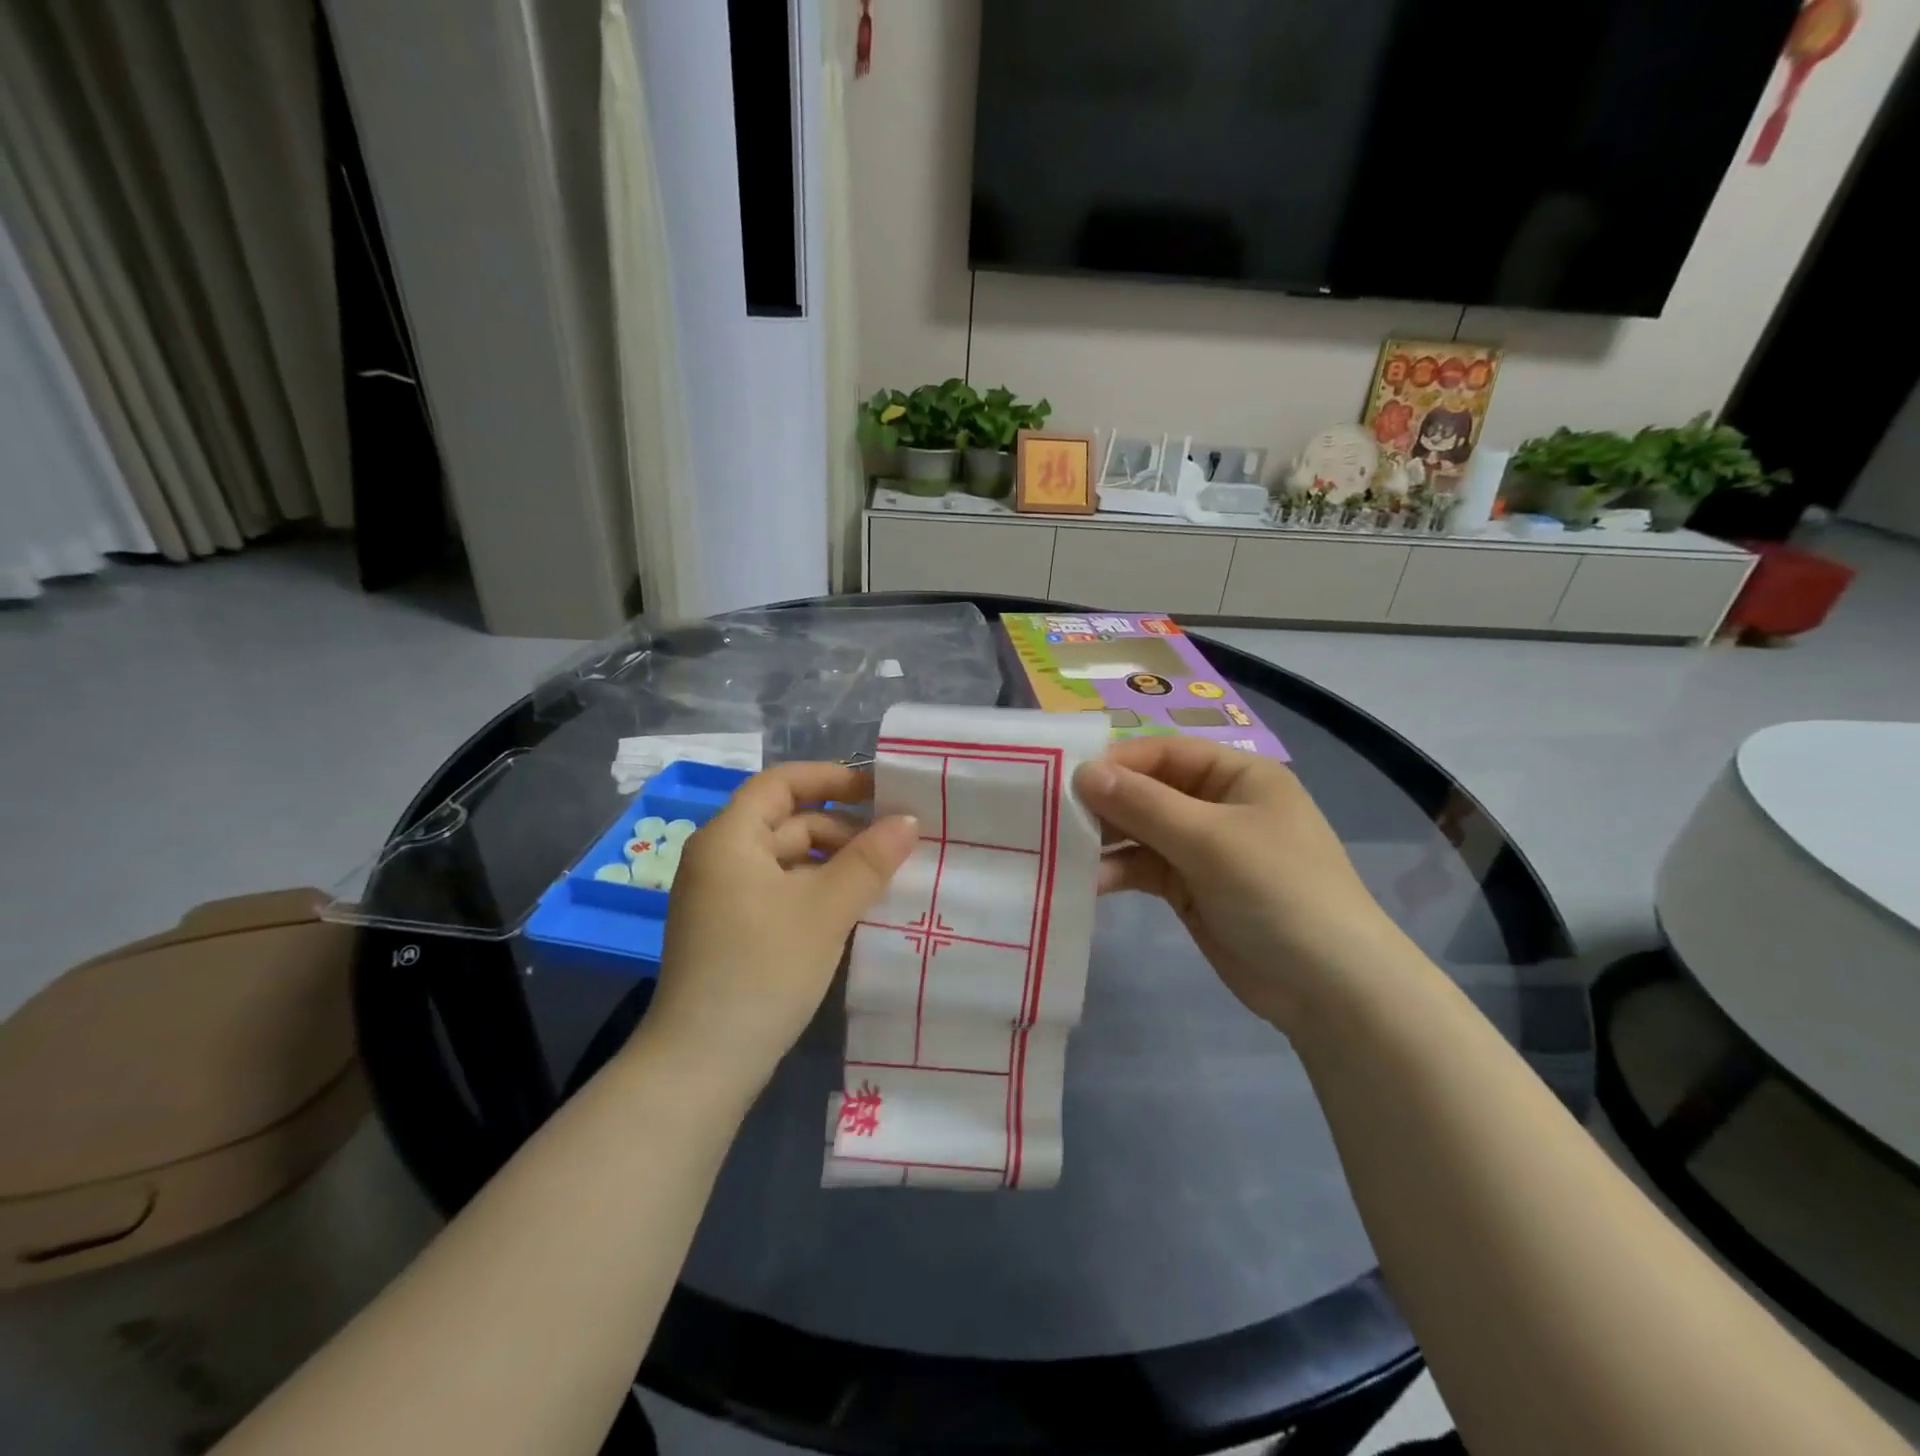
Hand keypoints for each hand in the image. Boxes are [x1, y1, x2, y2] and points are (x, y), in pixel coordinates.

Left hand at [642, 762, 917, 1090]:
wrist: (702, 1063)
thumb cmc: (764, 969)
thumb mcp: (826, 909)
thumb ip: (870, 860)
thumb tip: (908, 820)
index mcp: (730, 838)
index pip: (781, 783)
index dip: (831, 778)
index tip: (879, 790)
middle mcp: (719, 858)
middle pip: (787, 822)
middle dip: (841, 828)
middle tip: (895, 845)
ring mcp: (721, 897)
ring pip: (786, 860)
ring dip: (832, 863)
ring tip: (882, 879)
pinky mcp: (729, 930)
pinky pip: (778, 891)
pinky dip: (814, 890)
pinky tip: (851, 909)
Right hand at [1074, 738, 1406, 1030]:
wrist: (1329, 988)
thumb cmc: (1278, 891)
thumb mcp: (1210, 840)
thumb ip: (1143, 805)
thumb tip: (1083, 773)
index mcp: (1237, 776)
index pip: (1164, 753)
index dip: (1117, 763)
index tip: (1066, 778)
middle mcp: (1218, 805)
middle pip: (1149, 791)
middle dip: (1106, 802)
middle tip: (1054, 815)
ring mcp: (1203, 849)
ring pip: (1141, 831)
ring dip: (1106, 839)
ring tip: (1065, 850)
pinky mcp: (1190, 888)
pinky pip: (1144, 868)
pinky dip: (1118, 871)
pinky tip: (1090, 882)